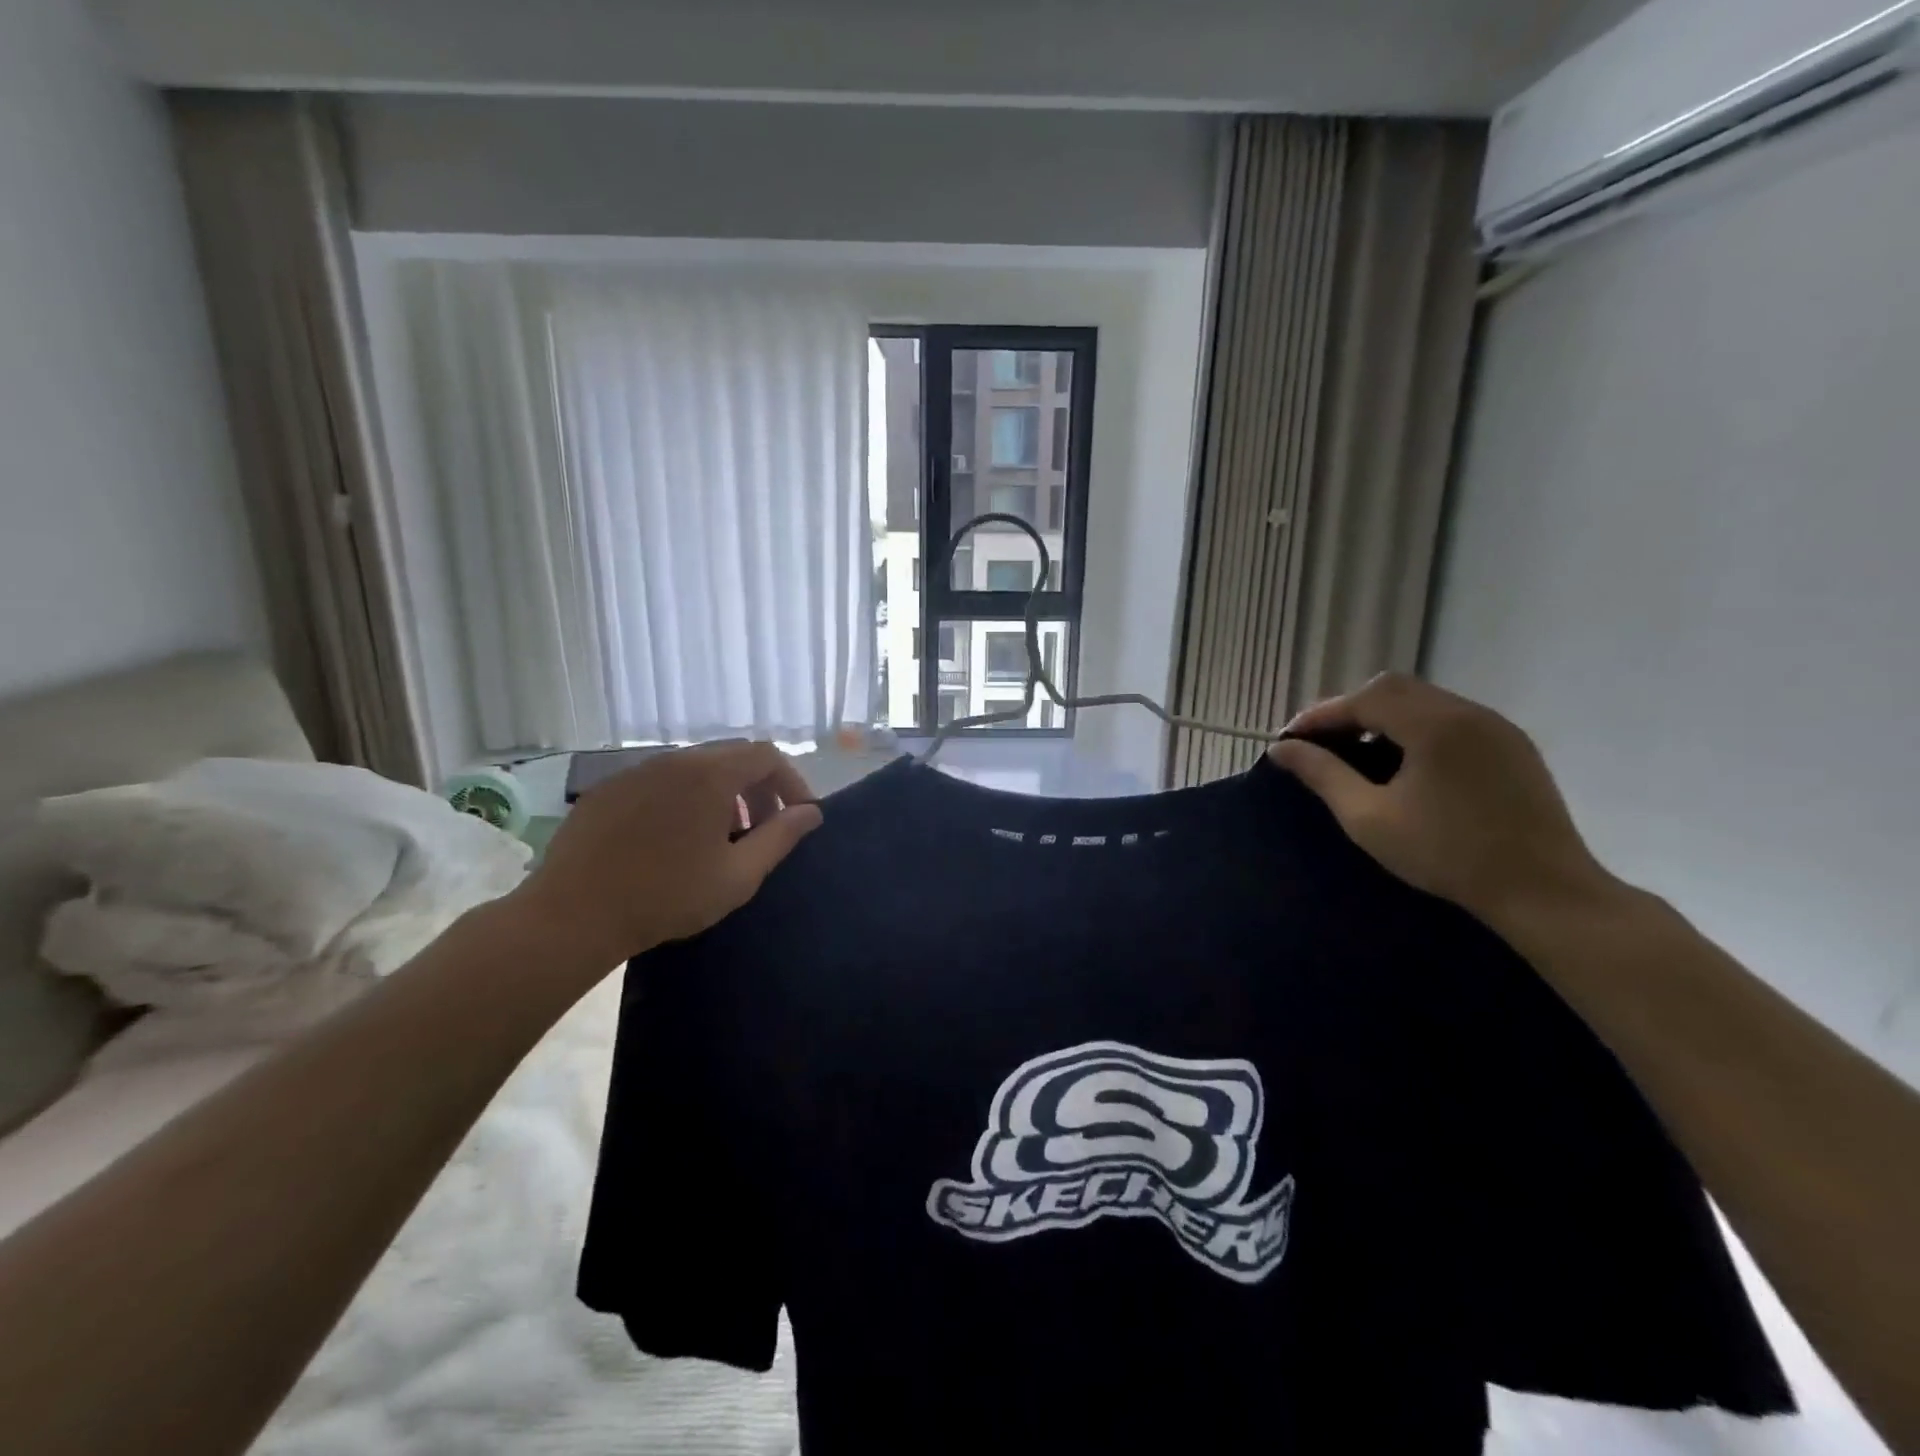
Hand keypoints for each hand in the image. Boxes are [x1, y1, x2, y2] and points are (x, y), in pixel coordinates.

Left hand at [506, 741, 821, 973]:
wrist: (573, 915)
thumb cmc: (667, 896)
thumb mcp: (738, 875)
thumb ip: (781, 838)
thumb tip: (811, 813)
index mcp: (710, 774)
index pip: (766, 756)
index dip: (791, 781)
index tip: (798, 817)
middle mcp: (674, 760)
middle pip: (731, 757)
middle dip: (757, 789)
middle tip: (762, 830)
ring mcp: (636, 772)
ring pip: (694, 769)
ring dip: (721, 795)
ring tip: (719, 839)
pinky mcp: (608, 790)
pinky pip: (660, 783)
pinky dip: (683, 800)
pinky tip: (673, 841)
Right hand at [1269, 674, 1616, 924]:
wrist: (1543, 891)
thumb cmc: (1447, 855)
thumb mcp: (1369, 818)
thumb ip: (1323, 775)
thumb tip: (1281, 749)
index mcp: (1434, 725)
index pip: (1363, 699)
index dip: (1321, 714)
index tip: (1290, 738)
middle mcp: (1467, 712)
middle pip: (1394, 689)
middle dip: (1350, 709)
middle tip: (1322, 742)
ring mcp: (1496, 726)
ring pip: (1424, 700)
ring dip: (1383, 715)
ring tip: (1357, 749)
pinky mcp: (1512, 745)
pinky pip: (1451, 717)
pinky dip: (1415, 726)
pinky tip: (1404, 760)